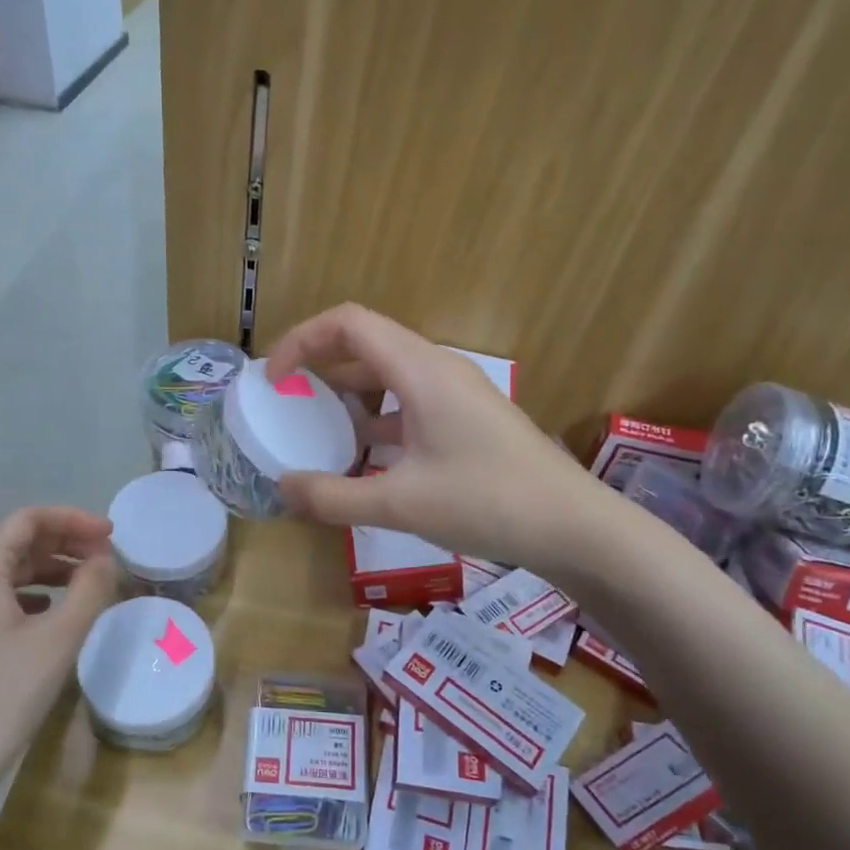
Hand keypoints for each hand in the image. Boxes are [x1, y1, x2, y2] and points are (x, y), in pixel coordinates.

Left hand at [0, 507, 115, 801]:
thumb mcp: (56, 640)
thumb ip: (88, 589)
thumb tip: (103, 559)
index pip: (27, 519)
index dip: (73, 520)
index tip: (112, 536)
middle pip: (13, 543)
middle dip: (62, 544)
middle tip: (104, 560)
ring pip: (1, 574)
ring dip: (46, 572)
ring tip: (85, 588)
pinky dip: (26, 598)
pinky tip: (47, 621)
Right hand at [266, 304, 607, 569]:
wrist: (575, 526)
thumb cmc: (488, 502)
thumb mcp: (400, 504)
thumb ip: (333, 496)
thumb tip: (283, 488)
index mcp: (420, 370)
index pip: (348, 323)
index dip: (302, 340)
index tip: (274, 380)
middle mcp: (438, 368)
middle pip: (367, 342)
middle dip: (319, 365)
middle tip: (287, 402)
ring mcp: (458, 392)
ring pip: (389, 374)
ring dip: (349, 394)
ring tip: (319, 429)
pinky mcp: (469, 417)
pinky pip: (410, 401)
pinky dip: (378, 418)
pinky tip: (365, 458)